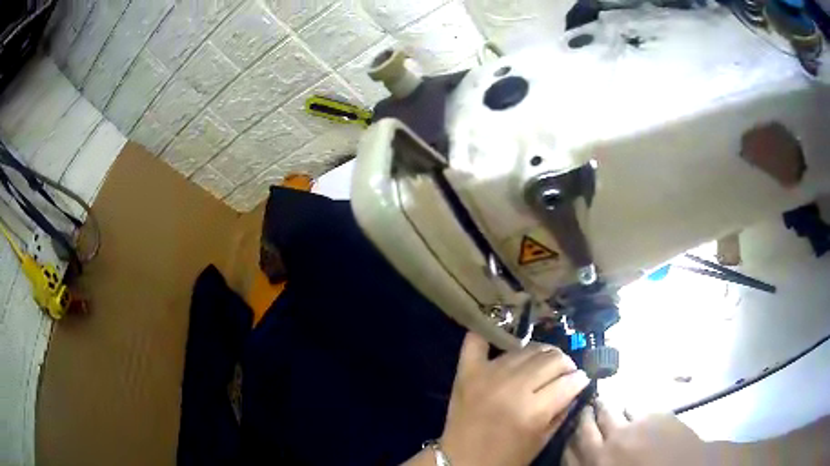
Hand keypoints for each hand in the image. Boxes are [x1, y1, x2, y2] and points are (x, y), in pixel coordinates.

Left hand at [440, 332, 589, 465]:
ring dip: (541, 354)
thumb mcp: (541, 441)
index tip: (581, 381)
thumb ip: (562, 411)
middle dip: (565, 365)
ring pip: (527, 349)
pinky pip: (478, 341)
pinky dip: (490, 333)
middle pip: (552, 359)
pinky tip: (505, 334)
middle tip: (564, 374)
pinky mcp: (467, 371)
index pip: (569, 381)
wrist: (460, 461)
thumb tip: (577, 385)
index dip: (580, 380)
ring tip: (543, 365)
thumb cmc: (504, 458)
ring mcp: (488, 375)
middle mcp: (512, 387)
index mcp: (532, 411)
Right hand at [564, 401, 705, 465]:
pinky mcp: (653, 416)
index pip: (569, 448)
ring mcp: (632, 428)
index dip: (567, 437)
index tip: (569, 430)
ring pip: (609, 409)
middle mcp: (609, 445)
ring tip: (608, 405)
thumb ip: (597, 465)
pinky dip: (630, 407)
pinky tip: (633, 411)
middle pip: (586, 423)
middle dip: (584, 415)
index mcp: (598, 465)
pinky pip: (634, 406)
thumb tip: (586, 455)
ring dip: (606, 407)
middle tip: (586, 408)